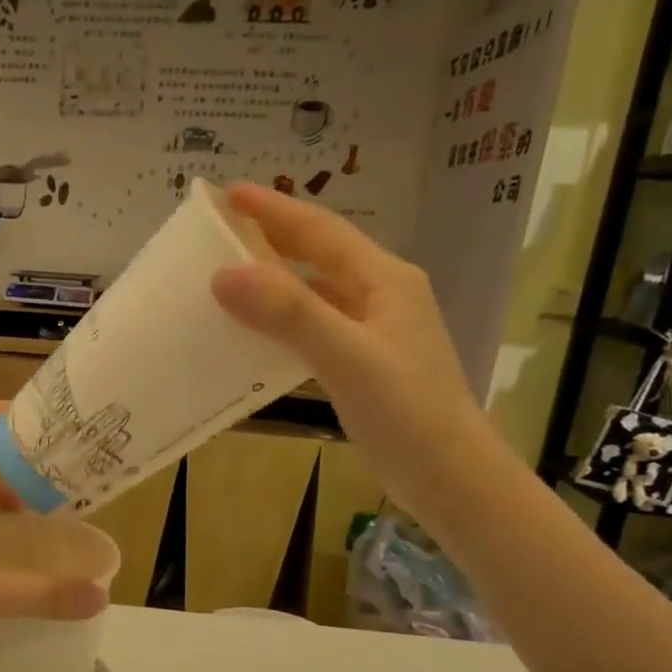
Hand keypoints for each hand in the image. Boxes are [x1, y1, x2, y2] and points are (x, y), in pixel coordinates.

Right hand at [210, 182, 487, 486]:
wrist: (450, 478)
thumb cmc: (406, 413)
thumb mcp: (346, 358)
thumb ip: (289, 313)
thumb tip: (224, 274)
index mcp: (384, 280)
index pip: (320, 232)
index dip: (273, 210)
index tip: (226, 194)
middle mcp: (380, 296)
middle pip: (318, 256)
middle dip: (271, 238)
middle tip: (220, 231)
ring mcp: (373, 332)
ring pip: (314, 294)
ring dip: (273, 283)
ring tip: (226, 278)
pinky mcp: (363, 364)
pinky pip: (313, 330)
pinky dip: (281, 324)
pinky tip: (254, 336)